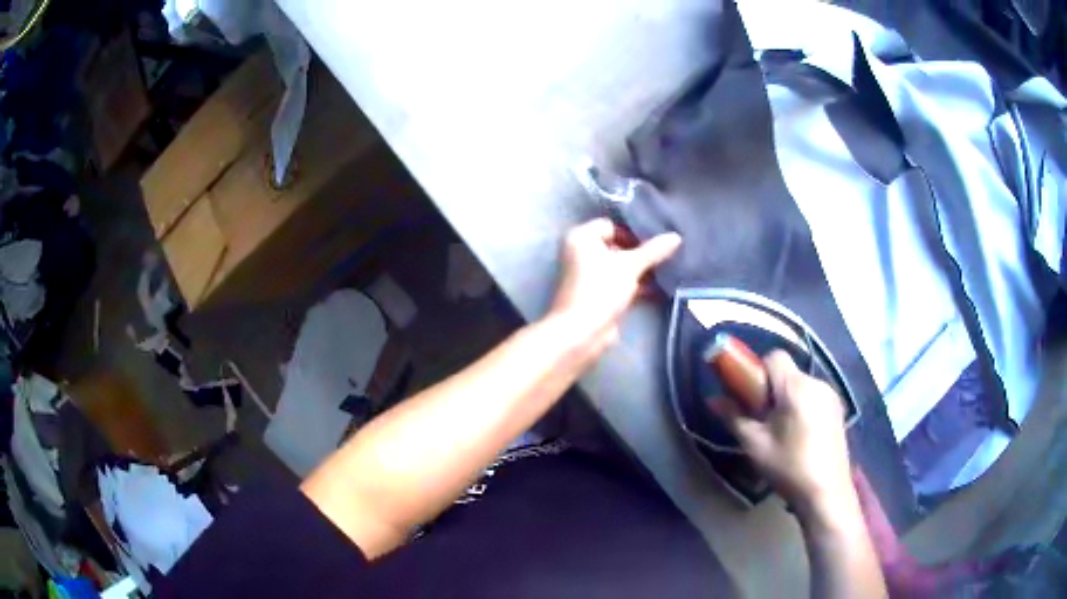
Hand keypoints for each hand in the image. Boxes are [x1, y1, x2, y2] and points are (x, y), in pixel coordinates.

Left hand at [549, 218, 680, 353]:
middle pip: (616, 246)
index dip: (632, 232)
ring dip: (641, 270)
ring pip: (619, 267)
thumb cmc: (601, 289)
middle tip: (666, 255)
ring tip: (668, 271)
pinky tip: (660, 289)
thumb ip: (653, 251)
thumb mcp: (631, 266)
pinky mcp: (597, 295)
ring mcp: (589, 276)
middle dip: (640, 253)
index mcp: (581, 238)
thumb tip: (676, 237)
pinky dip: (636, 286)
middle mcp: (581, 253)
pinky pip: (620, 284)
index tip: (656, 241)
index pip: (611, 226)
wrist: (581, 331)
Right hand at [710, 351, 852, 514]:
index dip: (758, 371)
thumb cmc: (788, 467)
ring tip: (781, 431)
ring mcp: (831, 396)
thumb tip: (713, 400)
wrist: (825, 493)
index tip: (751, 398)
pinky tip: (799, 436)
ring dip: (787, 398)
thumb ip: (734, 417)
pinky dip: (802, 406)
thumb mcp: (755, 445)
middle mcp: (817, 383)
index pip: (774, 357)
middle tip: (762, 419)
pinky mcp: (838, 410)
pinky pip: (813, 396)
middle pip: (788, 372)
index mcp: (796, 387)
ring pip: (801, 385)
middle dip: (771, 389)